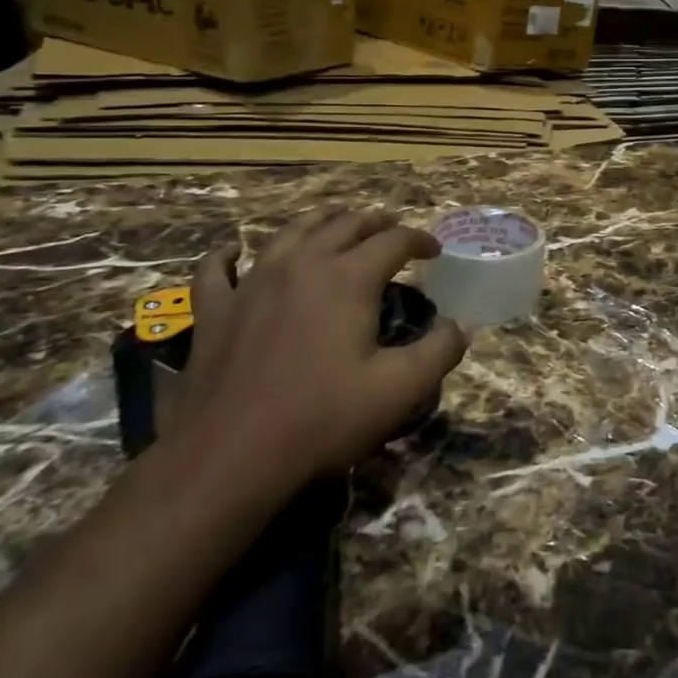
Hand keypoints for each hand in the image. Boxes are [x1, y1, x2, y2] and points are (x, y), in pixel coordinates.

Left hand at [172, 207, 468, 507]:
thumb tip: (461, 326)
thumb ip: (439, 352)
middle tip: (392, 228)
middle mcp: (302, 265)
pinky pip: (216, 270)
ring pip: (289, 233)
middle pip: (344, 225)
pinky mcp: (215, 310)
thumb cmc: (322, 420)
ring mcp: (252, 283)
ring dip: (318, 221)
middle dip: (375, 222)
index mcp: (348, 278)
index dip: (420, 239)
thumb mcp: (398, 390)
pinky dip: (226, 256)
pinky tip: (232, 252)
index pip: (394, 241)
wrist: (228, 457)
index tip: (435, 250)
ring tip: (334, 219)